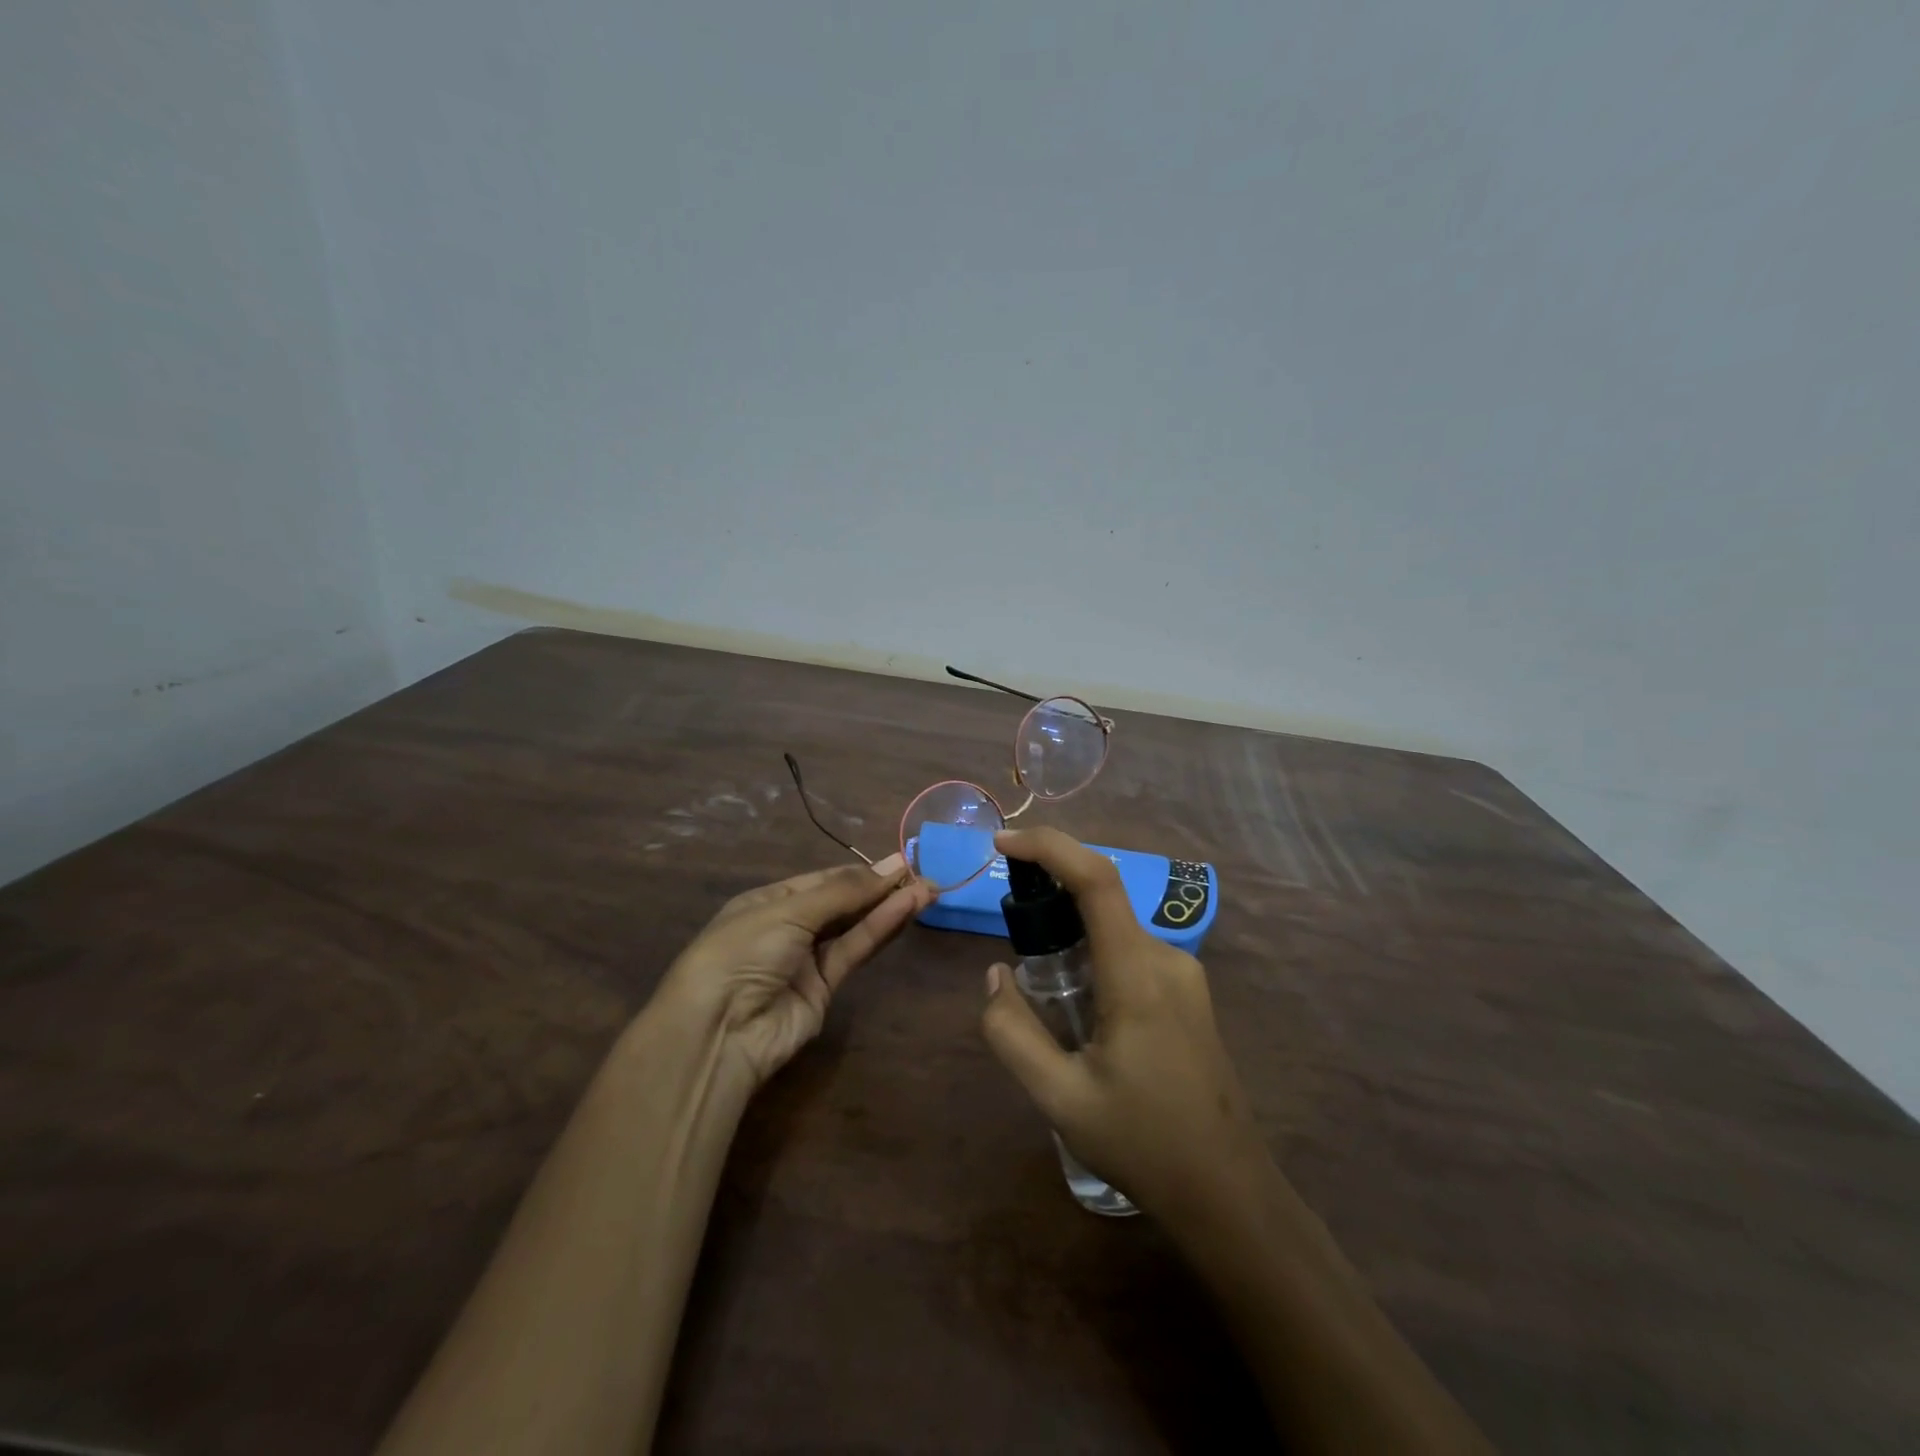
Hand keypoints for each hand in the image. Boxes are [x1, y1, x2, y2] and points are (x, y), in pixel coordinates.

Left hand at [660, 855, 936, 1087]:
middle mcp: (790, 926)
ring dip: (888, 907)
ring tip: (927, 888)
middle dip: (880, 888)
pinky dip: (880, 929)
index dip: (861, 871)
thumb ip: (844, 891)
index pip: (824, 880)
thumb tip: (893, 864)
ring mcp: (807, 959)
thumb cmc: (743, 951)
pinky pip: (855, 951)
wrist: (718, 1031)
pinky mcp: (825, 989)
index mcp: (770, 901)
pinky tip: (906, 909)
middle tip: (922, 873)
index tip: (900, 862)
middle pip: (843, 902)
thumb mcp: (789, 911)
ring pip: (854, 926)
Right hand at [981, 827, 1267, 1216]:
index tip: (1003, 843)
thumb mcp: (1059, 1098)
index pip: (1097, 880)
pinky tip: (1080, 1013)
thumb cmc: (1143, 1144)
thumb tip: (995, 975)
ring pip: (1113, 928)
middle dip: (1050, 898)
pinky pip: (1130, 951)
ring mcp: (1184, 974)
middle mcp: (1166, 958)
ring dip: (1071, 936)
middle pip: (1101, 898)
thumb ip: (1012, 1032)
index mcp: (1137, 975)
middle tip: (1013, 942)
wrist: (1228, 1192)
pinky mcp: (1188, 992)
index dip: (1049, 847)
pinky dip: (1093, 956)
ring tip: (1045, 996)